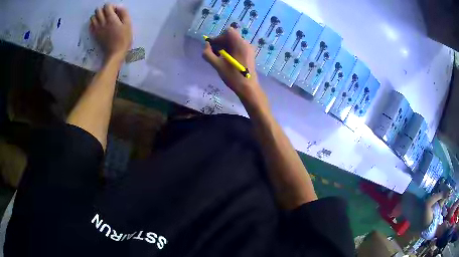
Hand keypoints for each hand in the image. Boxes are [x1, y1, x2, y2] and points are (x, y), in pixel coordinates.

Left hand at [90, 4, 131, 60]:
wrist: (115, 53)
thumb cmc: (124, 38)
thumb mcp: (128, 24)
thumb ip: (124, 13)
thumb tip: (119, 7)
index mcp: (111, 18)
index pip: (107, 6)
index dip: (112, 6)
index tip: (116, 10)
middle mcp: (102, 22)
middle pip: (98, 10)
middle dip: (103, 9)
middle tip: (108, 13)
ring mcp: (97, 29)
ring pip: (93, 17)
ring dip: (97, 15)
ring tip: (102, 18)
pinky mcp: (94, 34)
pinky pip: (90, 25)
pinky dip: (93, 22)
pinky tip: (98, 24)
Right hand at [203, 28, 262, 102]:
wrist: (248, 88)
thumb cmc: (233, 77)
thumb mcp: (218, 66)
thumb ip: (208, 54)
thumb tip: (206, 45)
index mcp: (239, 44)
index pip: (228, 31)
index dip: (219, 37)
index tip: (214, 47)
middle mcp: (246, 44)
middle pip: (231, 36)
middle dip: (221, 43)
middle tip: (214, 54)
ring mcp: (249, 49)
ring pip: (234, 42)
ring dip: (225, 47)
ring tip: (220, 58)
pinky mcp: (249, 54)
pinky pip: (238, 47)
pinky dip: (231, 50)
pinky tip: (227, 60)